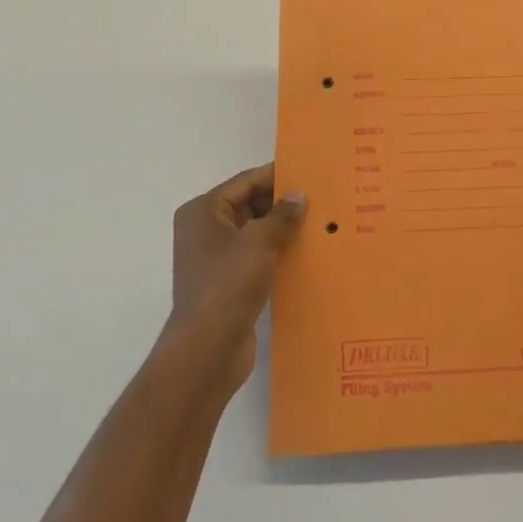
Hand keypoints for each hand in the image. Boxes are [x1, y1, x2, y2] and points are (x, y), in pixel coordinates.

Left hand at [167, 164, 304, 394]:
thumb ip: (281, 215)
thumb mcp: (259, 242)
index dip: (276, 176)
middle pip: (249, 204)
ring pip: (254, 231)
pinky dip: (276, 252)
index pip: (245, 182)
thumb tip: (298, 195)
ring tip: (318, 223)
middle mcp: (204, 229)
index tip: (309, 172)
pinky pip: (255, 256)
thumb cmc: (228, 285)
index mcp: (203, 211)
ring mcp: (215, 257)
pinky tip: (304, 253)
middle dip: (281, 203)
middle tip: (319, 199)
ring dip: (281, 229)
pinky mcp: (227, 282)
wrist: (207, 349)